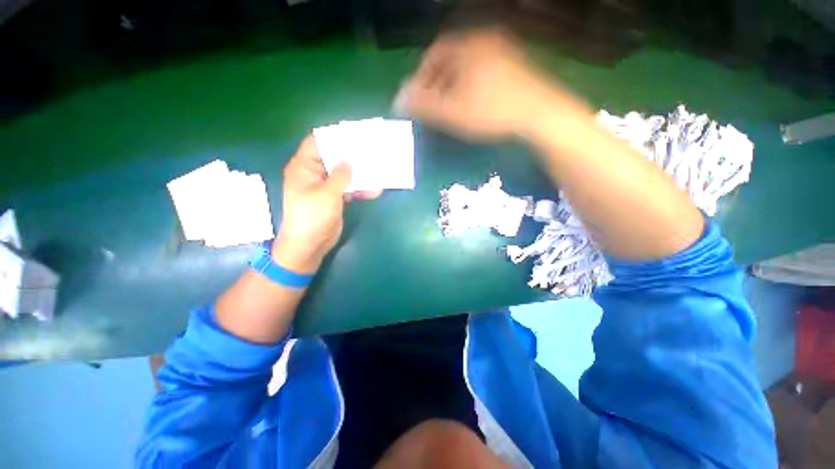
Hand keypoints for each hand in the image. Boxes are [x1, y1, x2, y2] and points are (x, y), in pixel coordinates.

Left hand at [274, 136, 380, 272]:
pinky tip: (375, 190)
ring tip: (377, 167)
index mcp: (304, 167)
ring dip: (358, 173)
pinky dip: (359, 189)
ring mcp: (325, 186)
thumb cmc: (312, 217)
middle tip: (371, 149)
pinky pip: (348, 188)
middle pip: (333, 157)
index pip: (317, 142)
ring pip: (343, 174)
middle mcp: (313, 173)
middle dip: (351, 155)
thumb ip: (341, 175)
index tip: (354, 134)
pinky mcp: (334, 198)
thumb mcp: (327, 194)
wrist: (309, 245)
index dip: (334, 136)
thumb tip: (350, 160)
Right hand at [395, 29, 572, 140]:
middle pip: (450, 60)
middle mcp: (485, 40)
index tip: (419, 98)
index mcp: (467, 45)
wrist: (539, 113)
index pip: (434, 55)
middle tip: (434, 106)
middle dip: (437, 83)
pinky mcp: (514, 64)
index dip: (422, 77)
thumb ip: (423, 104)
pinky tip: (472, 104)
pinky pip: (483, 71)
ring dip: (454, 86)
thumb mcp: (452, 111)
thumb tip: (397, 99)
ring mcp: (502, 50)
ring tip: (451, 108)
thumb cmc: (492, 111)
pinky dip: (471, 86)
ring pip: (467, 67)